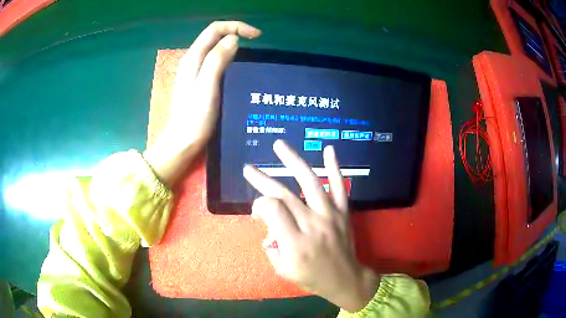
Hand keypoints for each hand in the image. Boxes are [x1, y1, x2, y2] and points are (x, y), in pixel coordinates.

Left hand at [144, 21, 260, 186]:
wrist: (182, 142)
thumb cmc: (194, 117)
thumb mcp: (207, 86)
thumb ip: (217, 59)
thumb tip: (233, 39)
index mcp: (194, 57)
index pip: (215, 29)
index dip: (236, 26)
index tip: (257, 36)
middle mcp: (193, 60)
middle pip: (215, 35)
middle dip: (236, 32)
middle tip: (256, 44)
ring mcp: (195, 71)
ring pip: (215, 48)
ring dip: (233, 45)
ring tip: (251, 54)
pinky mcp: (199, 82)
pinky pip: (215, 61)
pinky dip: (229, 58)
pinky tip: (238, 68)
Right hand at [243, 140, 379, 312]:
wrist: (345, 279)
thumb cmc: (311, 277)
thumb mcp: (283, 270)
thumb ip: (271, 245)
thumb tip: (266, 224)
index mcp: (295, 242)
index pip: (272, 209)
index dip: (259, 204)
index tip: (257, 211)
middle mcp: (312, 224)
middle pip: (285, 194)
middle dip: (263, 179)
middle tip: (249, 169)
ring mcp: (330, 215)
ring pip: (310, 182)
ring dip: (293, 161)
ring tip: (279, 146)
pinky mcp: (343, 211)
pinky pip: (340, 186)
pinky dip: (334, 167)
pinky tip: (328, 149)